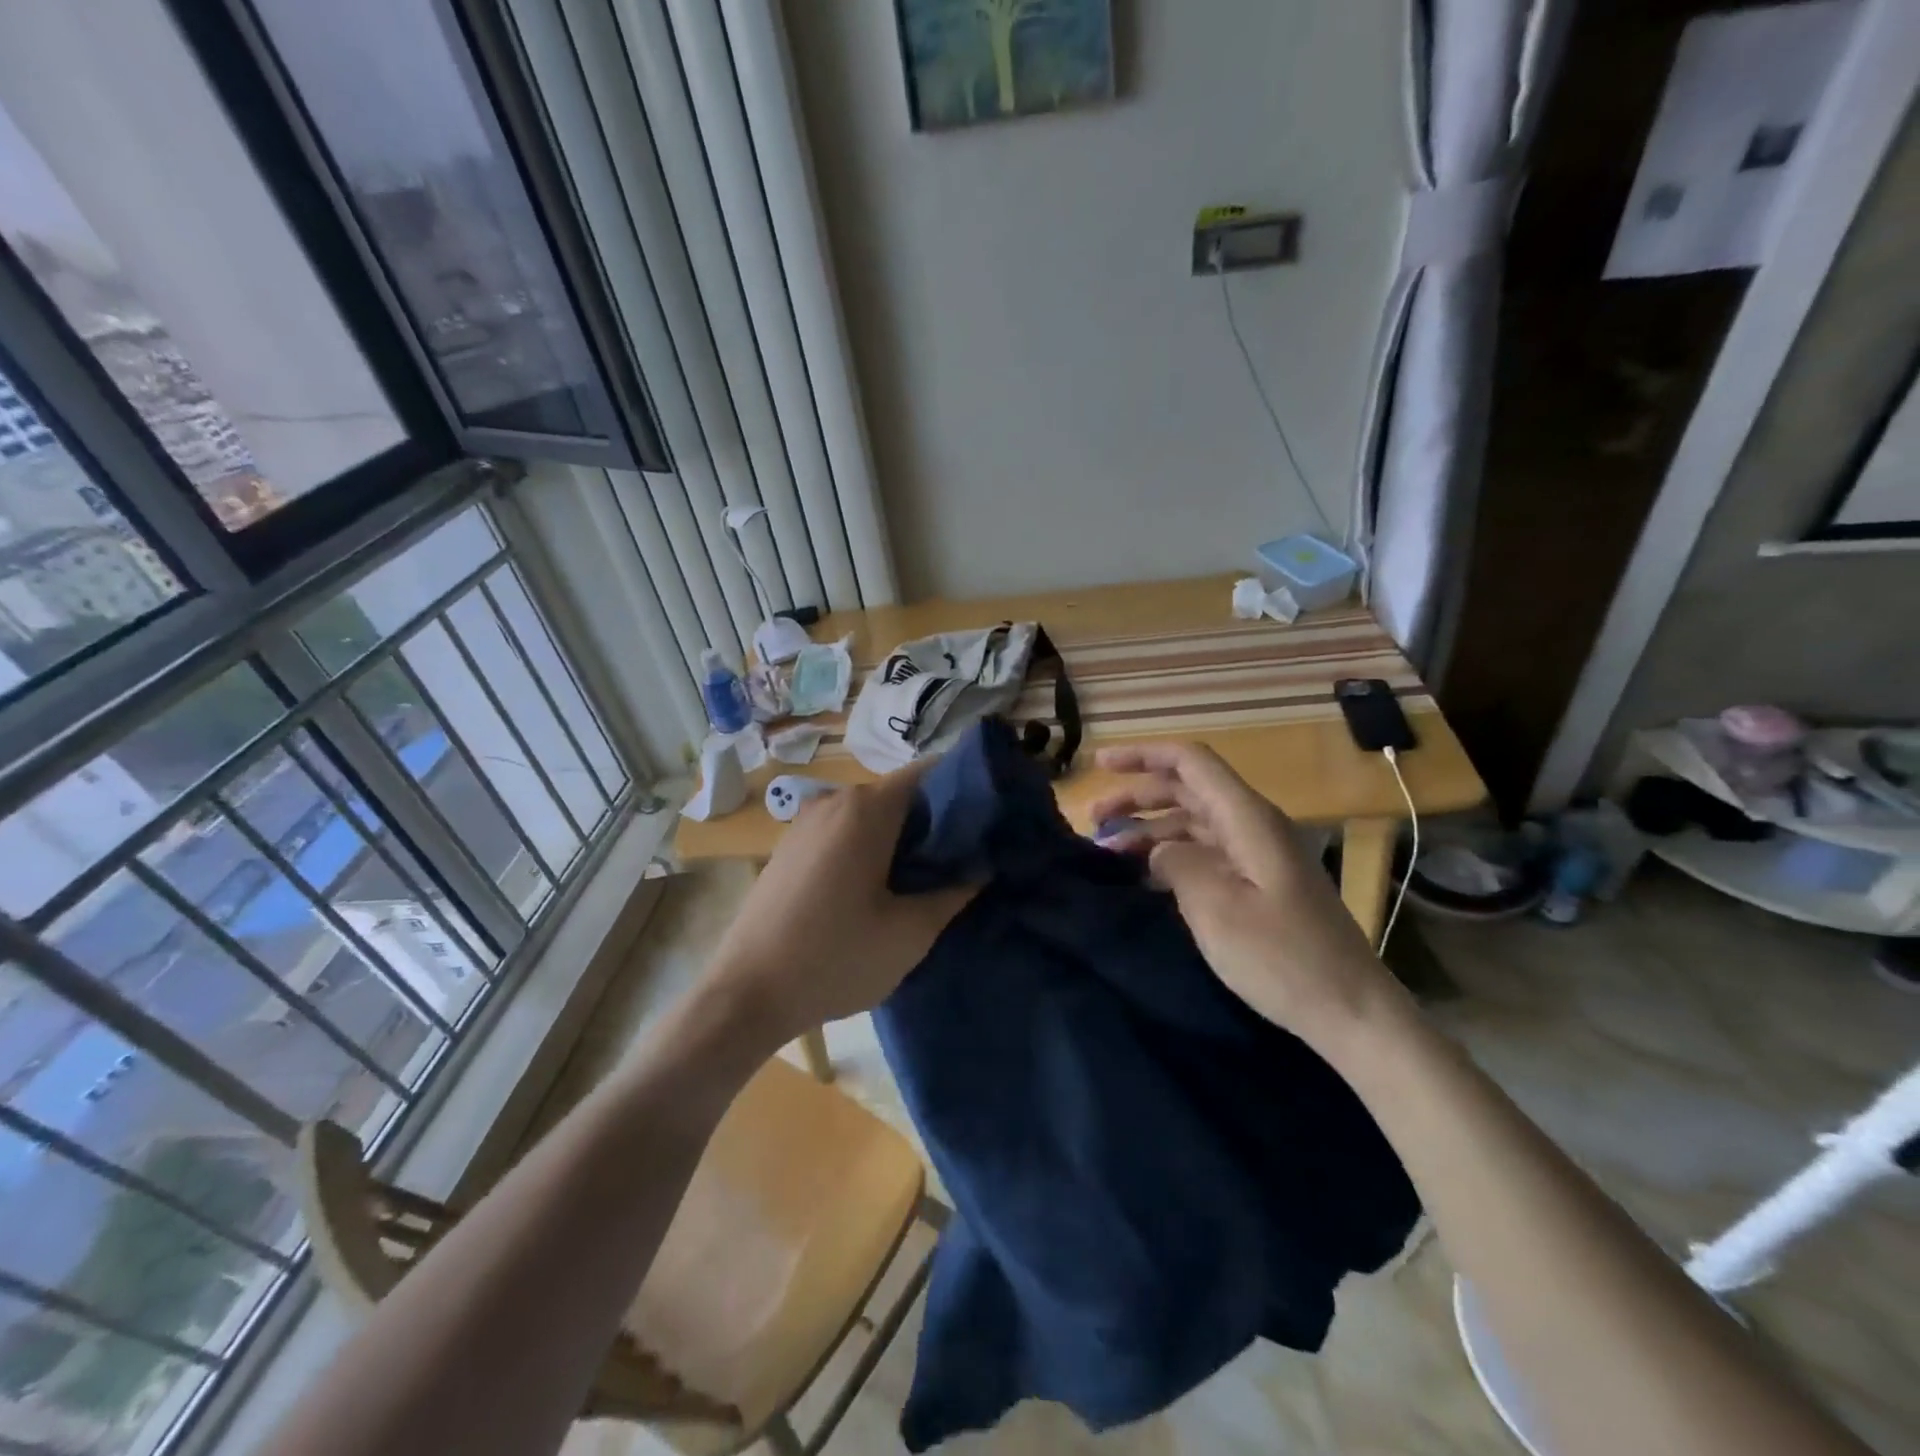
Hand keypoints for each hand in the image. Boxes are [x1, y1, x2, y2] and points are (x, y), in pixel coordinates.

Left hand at [706, 763, 977, 1041]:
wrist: (745, 995)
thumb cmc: (836, 959)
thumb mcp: (909, 933)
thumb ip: (953, 892)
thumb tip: (980, 867)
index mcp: (866, 810)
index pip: (927, 774)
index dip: (962, 792)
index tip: (987, 822)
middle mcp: (833, 801)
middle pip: (898, 795)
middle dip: (933, 821)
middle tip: (963, 860)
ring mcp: (804, 823)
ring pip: (868, 816)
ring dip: (899, 838)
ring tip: (924, 879)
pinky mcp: (788, 848)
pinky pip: (841, 832)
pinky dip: (867, 847)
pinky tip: (876, 889)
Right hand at [1089, 743, 1397, 1047]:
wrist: (1351, 1010)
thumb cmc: (1282, 958)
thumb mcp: (1216, 909)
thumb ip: (1176, 864)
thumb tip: (1157, 850)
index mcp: (1247, 819)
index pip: (1190, 762)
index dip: (1143, 755)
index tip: (1100, 765)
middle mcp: (1252, 826)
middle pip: (1187, 789)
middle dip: (1136, 796)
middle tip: (1093, 820)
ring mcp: (1257, 855)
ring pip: (1192, 822)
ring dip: (1149, 830)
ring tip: (1107, 852)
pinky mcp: (1258, 884)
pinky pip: (1204, 853)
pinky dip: (1170, 856)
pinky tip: (1143, 877)